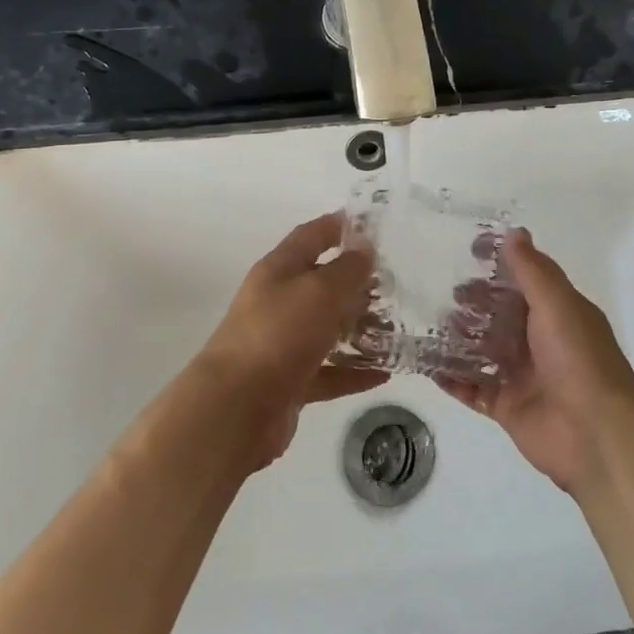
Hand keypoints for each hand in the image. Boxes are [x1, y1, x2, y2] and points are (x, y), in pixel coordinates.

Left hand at [197, 213, 384, 468]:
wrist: (236, 409)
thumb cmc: (278, 335)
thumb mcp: (319, 292)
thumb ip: (347, 269)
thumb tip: (364, 248)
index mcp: (278, 270)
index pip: (311, 235)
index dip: (339, 225)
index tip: (373, 224)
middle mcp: (278, 302)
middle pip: (321, 283)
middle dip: (358, 282)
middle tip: (397, 284)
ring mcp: (282, 343)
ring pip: (326, 329)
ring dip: (359, 328)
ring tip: (397, 328)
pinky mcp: (289, 382)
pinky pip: (328, 371)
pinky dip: (353, 372)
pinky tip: (384, 374)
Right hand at [435, 228, 633, 493]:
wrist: (597, 435)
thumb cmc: (579, 359)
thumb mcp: (557, 304)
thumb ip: (532, 269)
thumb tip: (514, 232)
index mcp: (558, 313)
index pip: (526, 279)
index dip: (501, 264)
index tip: (471, 250)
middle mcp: (540, 340)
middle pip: (501, 314)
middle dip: (475, 303)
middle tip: (448, 295)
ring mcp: (523, 375)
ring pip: (484, 350)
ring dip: (460, 338)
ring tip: (433, 326)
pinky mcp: (507, 407)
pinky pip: (473, 389)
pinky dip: (452, 379)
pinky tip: (427, 365)